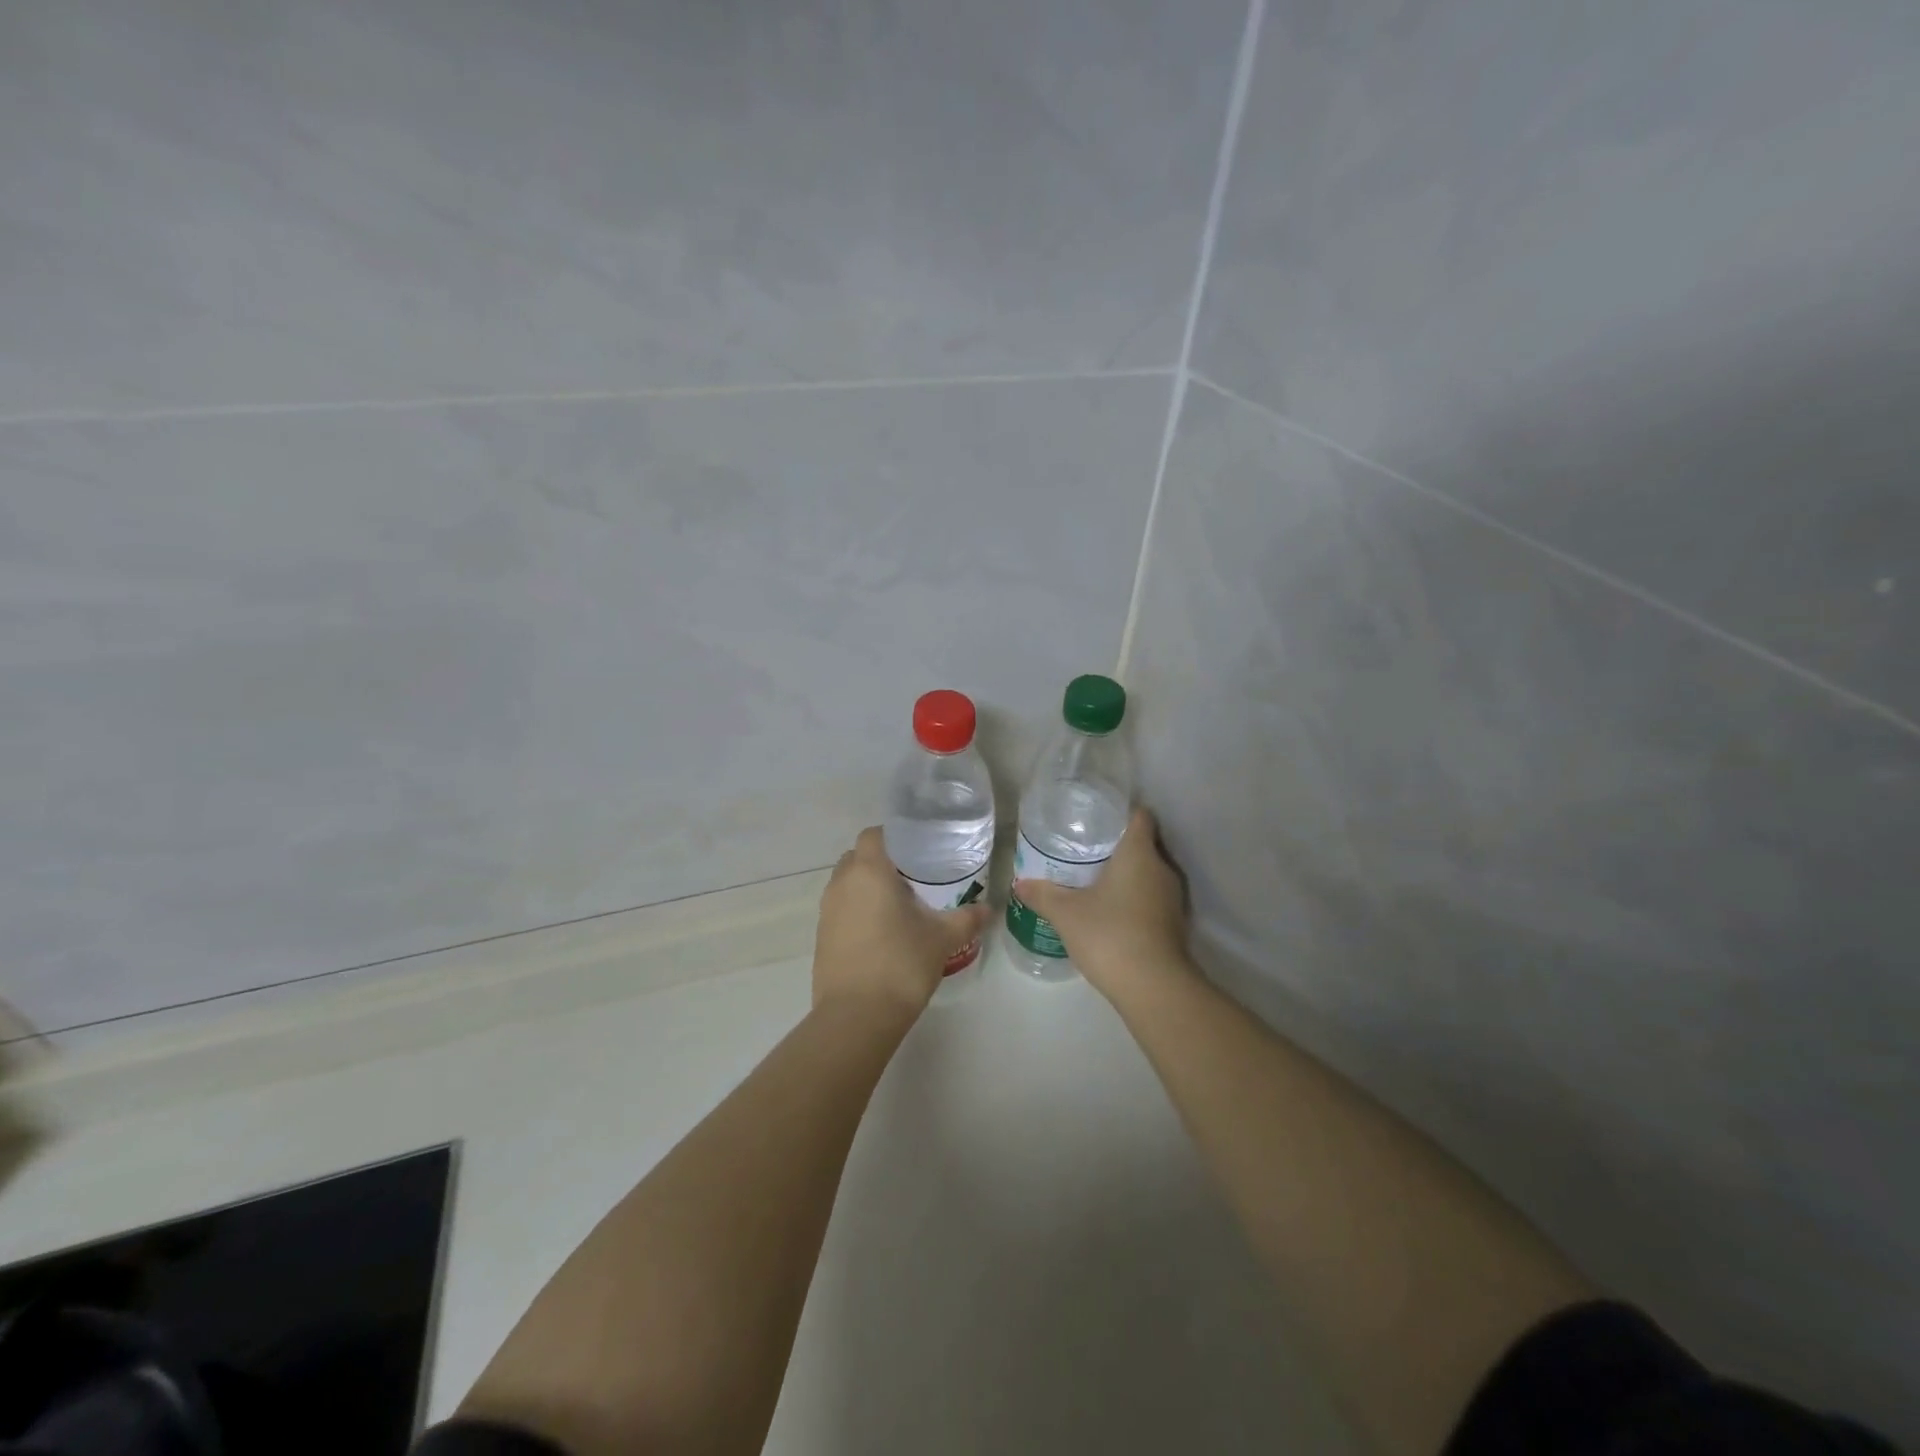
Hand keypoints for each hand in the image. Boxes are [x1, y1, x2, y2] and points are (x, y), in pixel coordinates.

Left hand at [813, 827, 991, 1014]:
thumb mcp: (942, 939)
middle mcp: (841, 883)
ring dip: (868, 888)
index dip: (895, 837)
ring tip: (900, 906)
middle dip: (882, 862)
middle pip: (858, 857)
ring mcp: (826, 911)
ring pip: (847, 884)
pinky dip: (858, 912)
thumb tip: (989, 909)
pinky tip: (883, 933)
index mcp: (868, 871)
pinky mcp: (821, 937)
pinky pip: (841, 910)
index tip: (920, 850)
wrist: (856, 1017)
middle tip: (914, 877)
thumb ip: (967, 918)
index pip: (874, 834)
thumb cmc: (900, 964)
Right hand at [1012, 807, 1191, 997]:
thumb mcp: (1066, 913)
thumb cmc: (1109, 934)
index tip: (1097, 817)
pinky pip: (1153, 897)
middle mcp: (1161, 869)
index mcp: (1139, 853)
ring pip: (1149, 873)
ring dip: (1127, 874)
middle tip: (1086, 848)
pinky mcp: (1175, 923)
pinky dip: (1135, 898)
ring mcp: (1173, 898)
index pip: (1139, 816)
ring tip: (1094, 878)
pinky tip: (1111, 910)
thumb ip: (1042, 894)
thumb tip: (1019, 883)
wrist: (1153, 987)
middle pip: (1143, 844)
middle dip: (1118, 845)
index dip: (1120, 812)